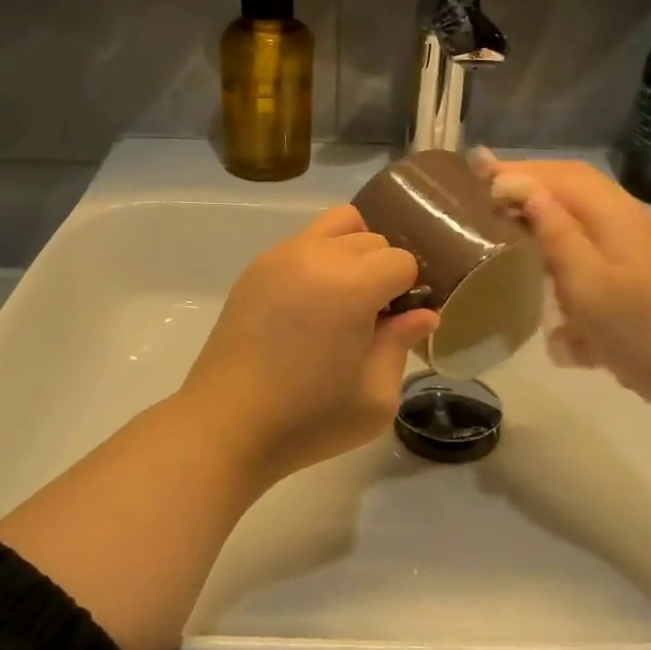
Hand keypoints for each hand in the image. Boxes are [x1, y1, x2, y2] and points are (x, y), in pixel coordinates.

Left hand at [179, 206, 437, 483]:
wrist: (227, 424)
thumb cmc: (309, 419)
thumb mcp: (375, 396)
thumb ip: (401, 344)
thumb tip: (423, 314)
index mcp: (352, 286)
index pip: (401, 261)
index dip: (408, 292)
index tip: (396, 324)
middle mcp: (317, 256)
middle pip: (372, 239)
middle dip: (382, 271)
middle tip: (371, 317)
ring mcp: (282, 255)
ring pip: (338, 224)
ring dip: (353, 252)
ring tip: (343, 297)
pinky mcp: (257, 266)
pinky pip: (304, 241)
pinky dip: (320, 257)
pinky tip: (310, 302)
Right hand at [477, 155, 650, 407]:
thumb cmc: (643, 334)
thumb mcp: (588, 284)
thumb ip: (554, 232)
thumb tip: (521, 187)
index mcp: (621, 217)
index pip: (564, 175)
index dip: (520, 170)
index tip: (477, 170)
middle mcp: (636, 223)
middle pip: (577, 190)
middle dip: (532, 189)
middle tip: (488, 196)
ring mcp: (647, 251)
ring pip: (588, 222)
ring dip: (549, 222)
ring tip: (512, 231)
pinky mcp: (650, 278)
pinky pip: (600, 254)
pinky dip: (570, 259)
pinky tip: (554, 288)